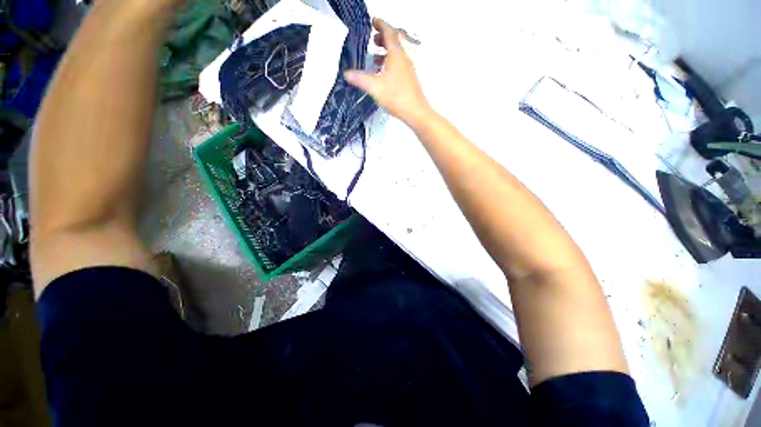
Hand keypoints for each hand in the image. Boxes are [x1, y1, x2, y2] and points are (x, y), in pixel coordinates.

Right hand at [344, 18, 433, 128]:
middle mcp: (404, 58)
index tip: (373, 21)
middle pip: (395, 40)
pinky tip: (383, 73)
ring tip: (375, 56)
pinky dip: (390, 62)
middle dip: (383, 37)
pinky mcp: (409, 78)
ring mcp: (408, 68)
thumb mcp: (376, 87)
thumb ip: (361, 79)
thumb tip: (347, 74)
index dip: (381, 24)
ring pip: (397, 53)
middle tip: (373, 39)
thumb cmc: (397, 97)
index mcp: (397, 54)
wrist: (416, 112)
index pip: (389, 32)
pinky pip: (399, 63)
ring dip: (387, 50)